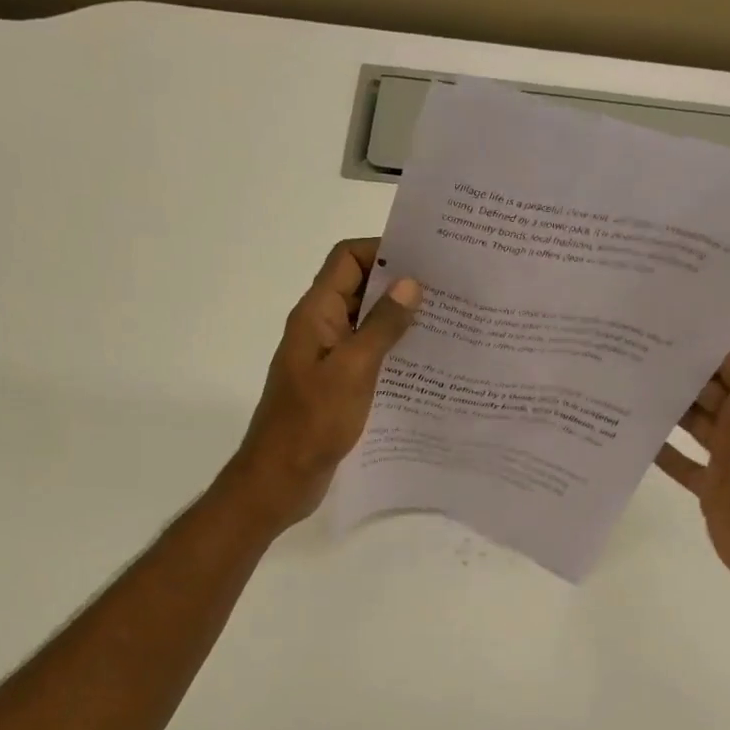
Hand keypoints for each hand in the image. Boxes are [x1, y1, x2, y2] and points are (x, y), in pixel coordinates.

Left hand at [225, 238, 420, 528]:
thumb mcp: (353, 370)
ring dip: (400, 322)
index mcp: (316, 315)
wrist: (281, 478)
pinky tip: (426, 366)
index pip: (347, 259)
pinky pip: (368, 358)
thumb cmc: (312, 422)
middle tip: (449, 291)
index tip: (427, 259)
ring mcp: (329, 360)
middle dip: (400, 285)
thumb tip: (410, 283)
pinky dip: (393, 354)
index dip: (383, 250)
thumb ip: (382, 327)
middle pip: (360, 289)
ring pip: (367, 326)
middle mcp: (321, 330)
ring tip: (447, 325)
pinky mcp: (338, 387)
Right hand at [656, 293, 729, 612]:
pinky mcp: (710, 488)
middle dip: (677, 370)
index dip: (705, 337)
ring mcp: (726, 458)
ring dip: (666, 407)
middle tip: (626, 343)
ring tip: (620, 381)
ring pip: (692, 423)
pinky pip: (682, 464)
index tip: (665, 312)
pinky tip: (630, 435)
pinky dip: (661, 451)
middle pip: (707, 389)